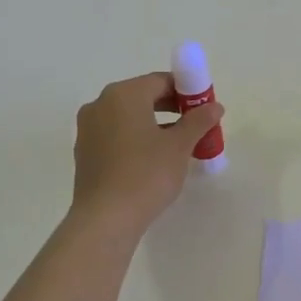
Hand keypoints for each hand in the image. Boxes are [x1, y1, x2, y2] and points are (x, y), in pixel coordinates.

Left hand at [70, 72, 223, 232]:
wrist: (105, 219)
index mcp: (123, 95)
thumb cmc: (146, 174)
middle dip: (172, 108)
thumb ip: (198, 121)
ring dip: (155, 124)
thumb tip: (214, 107)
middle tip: (195, 126)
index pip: (161, 81)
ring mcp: (88, 129)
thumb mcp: (179, 146)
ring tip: (179, 145)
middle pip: (143, 97)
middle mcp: (101, 105)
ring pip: (129, 117)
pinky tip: (153, 160)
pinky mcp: (85, 153)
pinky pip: (116, 135)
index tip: (204, 108)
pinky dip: (136, 139)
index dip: (187, 91)